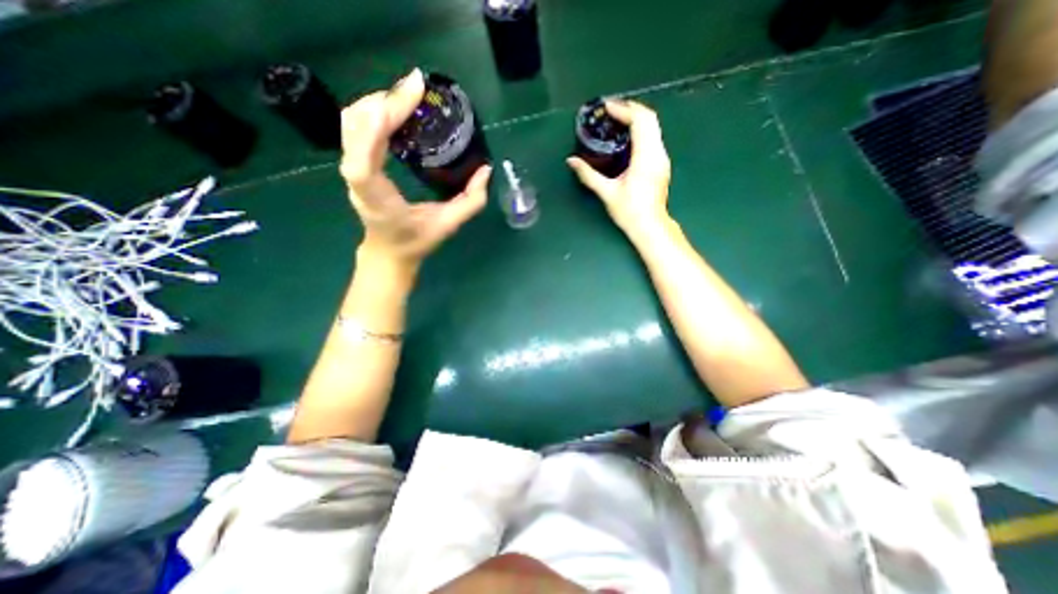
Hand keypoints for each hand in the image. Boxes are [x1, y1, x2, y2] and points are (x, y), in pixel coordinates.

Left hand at [338, 68, 491, 271]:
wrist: (388, 252)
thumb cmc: (415, 241)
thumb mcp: (448, 225)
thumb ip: (470, 201)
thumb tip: (485, 170)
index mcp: (376, 196)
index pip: (364, 156)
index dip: (380, 122)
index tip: (409, 95)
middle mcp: (357, 178)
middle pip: (356, 125)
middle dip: (385, 100)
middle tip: (417, 91)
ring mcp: (352, 168)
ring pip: (352, 121)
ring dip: (379, 101)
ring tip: (409, 98)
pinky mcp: (356, 163)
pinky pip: (357, 127)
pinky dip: (374, 111)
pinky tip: (397, 111)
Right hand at [566, 100, 671, 239]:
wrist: (650, 226)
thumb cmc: (629, 211)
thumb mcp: (607, 193)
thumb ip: (588, 175)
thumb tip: (571, 161)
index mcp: (646, 157)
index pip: (640, 121)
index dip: (624, 110)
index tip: (607, 108)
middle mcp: (658, 153)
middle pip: (650, 118)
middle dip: (630, 109)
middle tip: (611, 111)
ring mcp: (662, 158)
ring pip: (654, 127)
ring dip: (636, 119)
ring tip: (616, 121)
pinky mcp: (661, 164)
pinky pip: (653, 138)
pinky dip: (640, 131)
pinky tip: (626, 138)